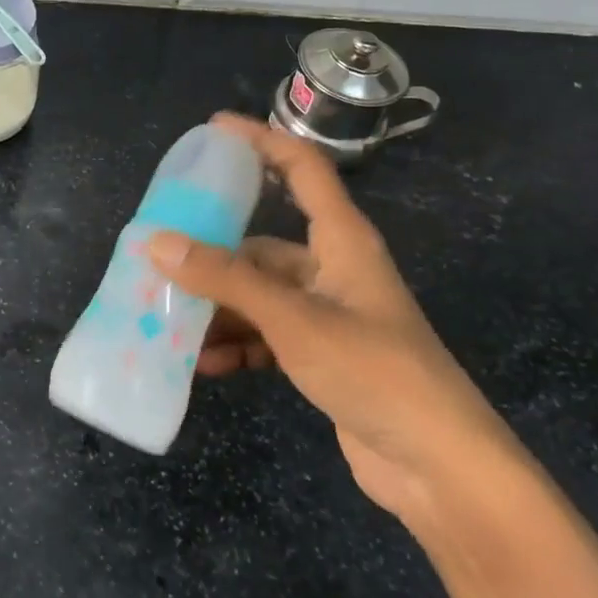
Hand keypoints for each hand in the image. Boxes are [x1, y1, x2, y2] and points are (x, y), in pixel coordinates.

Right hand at [147, 114, 514, 517]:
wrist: (439, 468)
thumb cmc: (374, 370)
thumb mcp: (293, 318)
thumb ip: (225, 279)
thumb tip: (157, 242)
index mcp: (342, 239)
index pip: (301, 167)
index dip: (261, 140)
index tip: (213, 129)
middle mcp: (332, 268)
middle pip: (262, 243)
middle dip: (212, 252)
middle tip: (160, 252)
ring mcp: (327, 314)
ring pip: (257, 295)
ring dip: (218, 309)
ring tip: (167, 320)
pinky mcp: (321, 355)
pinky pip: (265, 336)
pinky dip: (236, 344)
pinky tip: (203, 365)